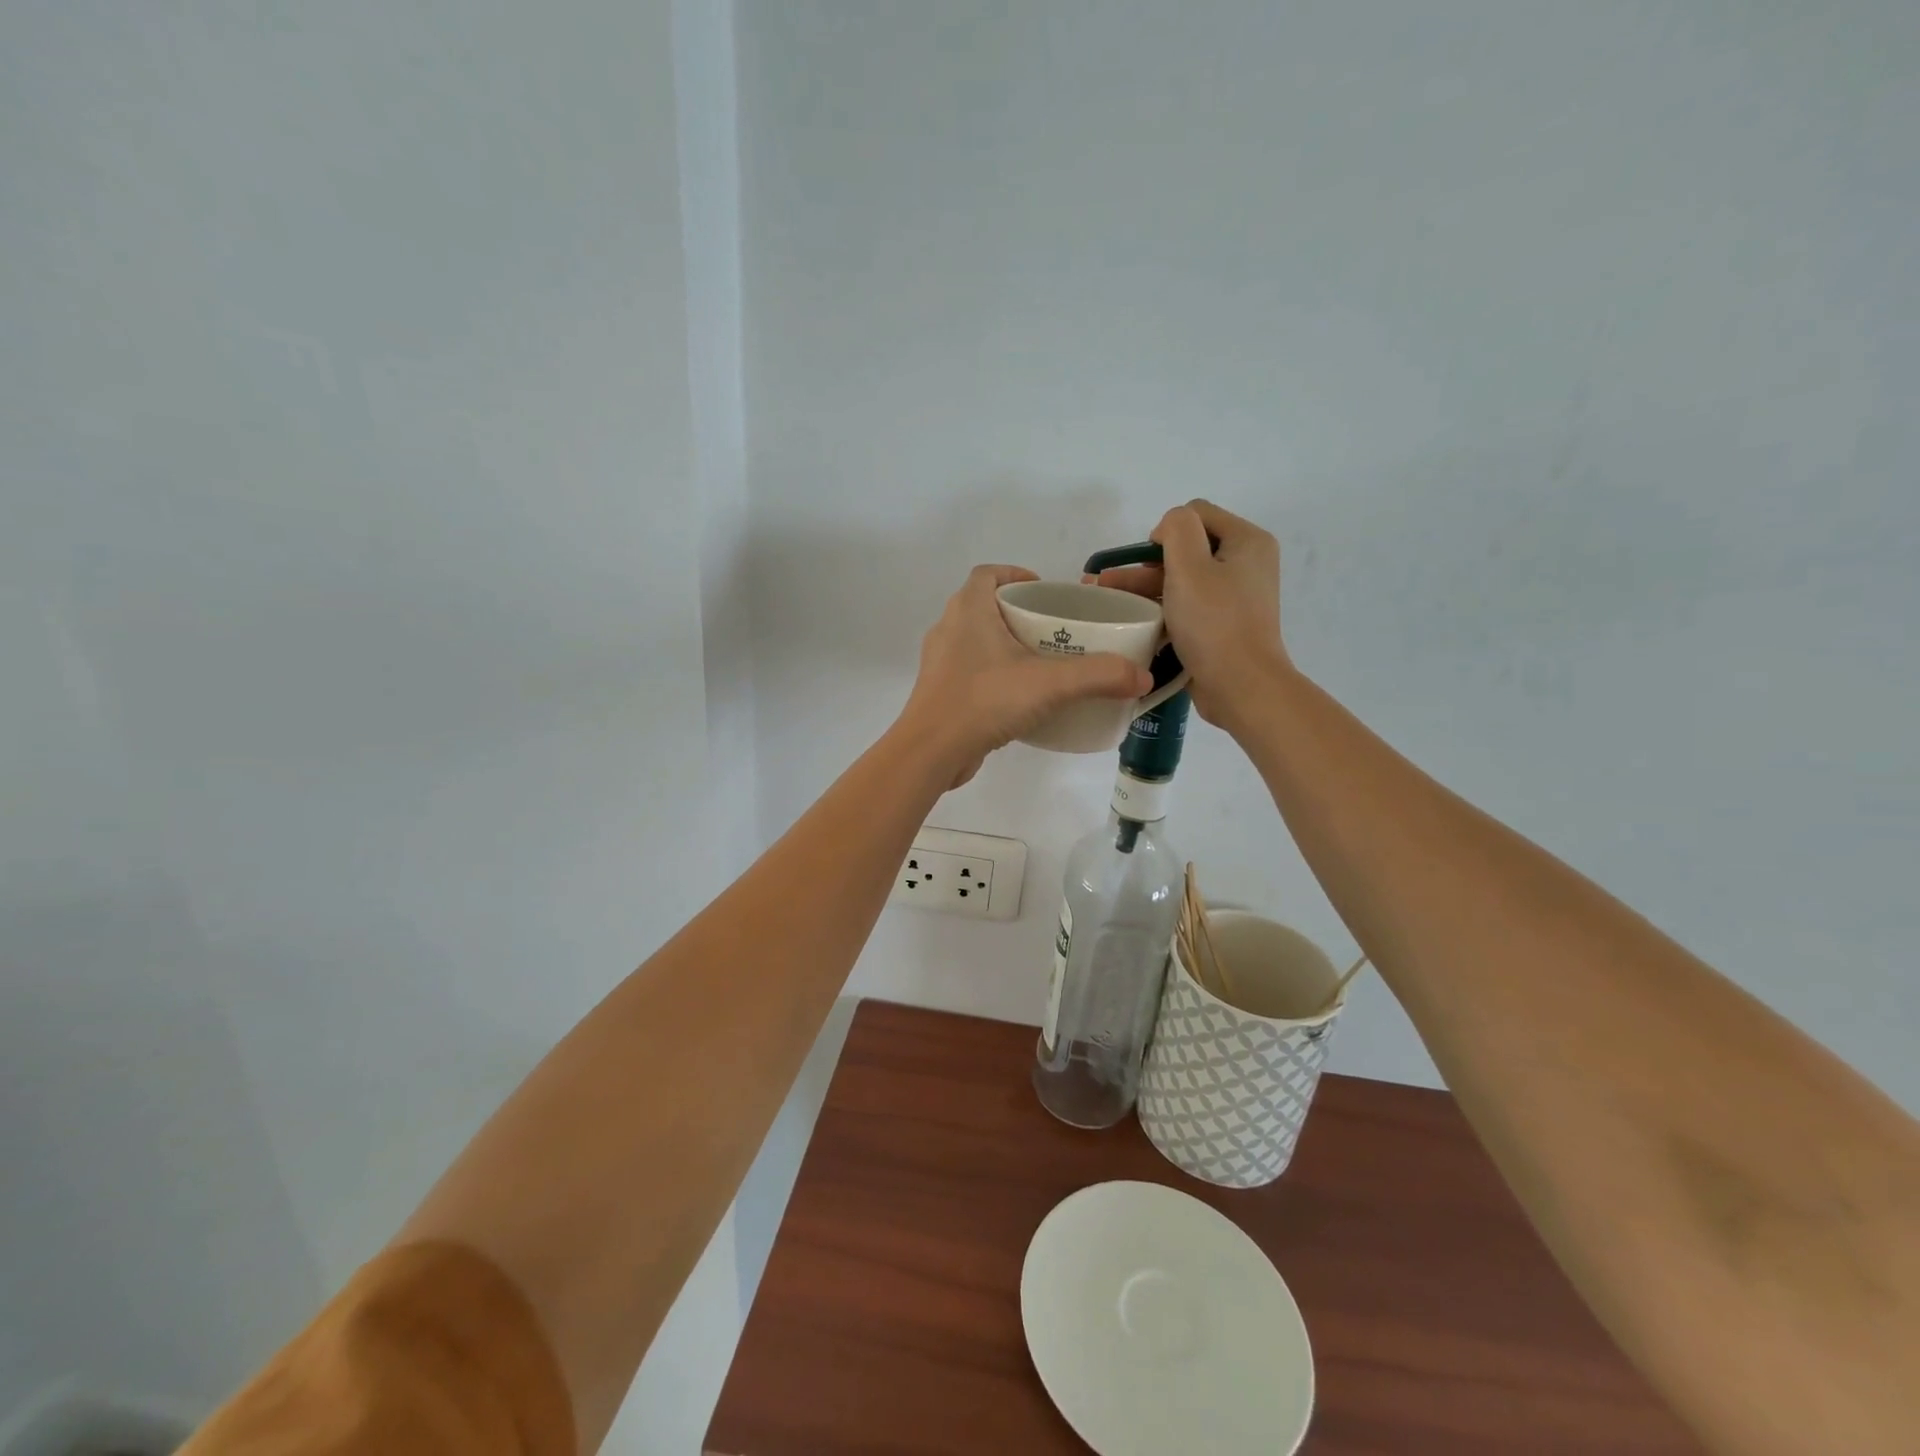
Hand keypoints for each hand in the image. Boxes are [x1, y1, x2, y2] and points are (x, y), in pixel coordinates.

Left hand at [898, 565, 1152, 788]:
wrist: (931, 752)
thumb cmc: (984, 701)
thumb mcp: (1050, 684)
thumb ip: (1099, 676)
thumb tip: (1143, 676)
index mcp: (968, 610)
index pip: (988, 574)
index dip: (1016, 575)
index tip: (1045, 591)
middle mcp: (948, 628)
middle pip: (984, 606)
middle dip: (1019, 613)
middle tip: (1055, 631)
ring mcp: (940, 663)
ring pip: (977, 641)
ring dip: (1006, 645)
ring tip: (1043, 663)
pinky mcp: (940, 692)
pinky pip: (971, 672)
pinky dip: (994, 675)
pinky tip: (1020, 698)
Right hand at [1090, 500, 1288, 726]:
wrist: (1241, 686)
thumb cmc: (1214, 623)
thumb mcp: (1190, 566)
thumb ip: (1177, 529)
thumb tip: (1168, 529)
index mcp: (1246, 541)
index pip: (1196, 513)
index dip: (1165, 530)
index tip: (1147, 562)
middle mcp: (1246, 564)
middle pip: (1188, 548)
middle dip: (1146, 563)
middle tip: (1110, 582)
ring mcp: (1235, 597)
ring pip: (1183, 580)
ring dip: (1146, 587)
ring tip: (1108, 600)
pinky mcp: (1223, 625)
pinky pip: (1188, 606)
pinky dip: (1163, 609)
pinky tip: (1135, 620)